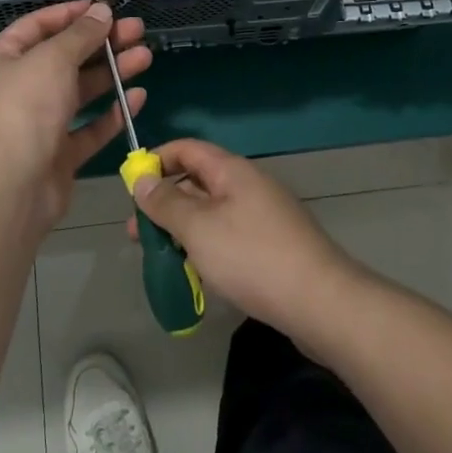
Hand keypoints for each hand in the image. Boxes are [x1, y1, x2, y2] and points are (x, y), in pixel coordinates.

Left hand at [0, 0, 150, 233]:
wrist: (10, 189)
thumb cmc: (24, 109)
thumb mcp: (52, 59)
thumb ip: (80, 34)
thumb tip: (101, 12)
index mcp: (3, 60)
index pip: (38, 26)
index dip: (71, 13)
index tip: (105, 8)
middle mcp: (19, 89)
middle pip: (65, 57)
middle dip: (101, 42)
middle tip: (137, 30)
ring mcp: (38, 124)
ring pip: (80, 91)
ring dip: (112, 72)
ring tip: (145, 56)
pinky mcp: (58, 155)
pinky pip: (88, 128)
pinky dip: (111, 112)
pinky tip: (136, 97)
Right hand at [129, 138, 360, 337]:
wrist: (321, 303)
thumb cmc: (252, 257)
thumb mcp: (198, 228)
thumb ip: (166, 203)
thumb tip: (142, 180)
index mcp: (232, 171)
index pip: (186, 149)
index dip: (156, 160)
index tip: (130, 186)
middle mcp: (248, 186)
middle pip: (197, 182)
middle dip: (164, 203)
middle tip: (136, 232)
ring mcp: (262, 217)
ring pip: (211, 214)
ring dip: (182, 230)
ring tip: (159, 258)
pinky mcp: (271, 247)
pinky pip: (228, 236)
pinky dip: (205, 248)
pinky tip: (194, 275)